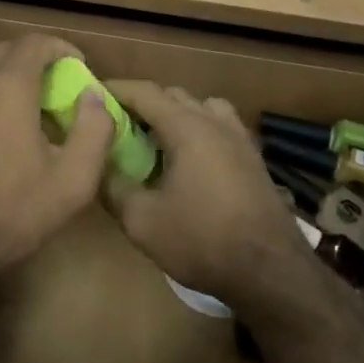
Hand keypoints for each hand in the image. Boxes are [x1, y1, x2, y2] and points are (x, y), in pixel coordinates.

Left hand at [0, 36, 114, 290]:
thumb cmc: (9, 212)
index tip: (77, 66)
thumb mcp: (71, 182)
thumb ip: (94, 131)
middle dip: (33, 60)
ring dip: (2, 74)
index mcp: (7, 85)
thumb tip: (94, 95)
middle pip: (5, 50)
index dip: (61, 48)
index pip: (36, 42)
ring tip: (17, 105)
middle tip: (51, 88)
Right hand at [102, 80, 318, 311]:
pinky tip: (191, 159)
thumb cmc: (202, 241)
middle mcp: (215, 122)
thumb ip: (113, 187)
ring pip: (202, 107)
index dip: (117, 89)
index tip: (93, 94)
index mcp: (187, 128)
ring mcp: (240, 138)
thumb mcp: (142, 221)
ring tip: (157, 138)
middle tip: (118, 123)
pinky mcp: (254, 158)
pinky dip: (200, 129)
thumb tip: (96, 166)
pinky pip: (221, 126)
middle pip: (174, 95)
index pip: (145, 92)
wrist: (271, 273)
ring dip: (176, 113)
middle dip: (143, 102)